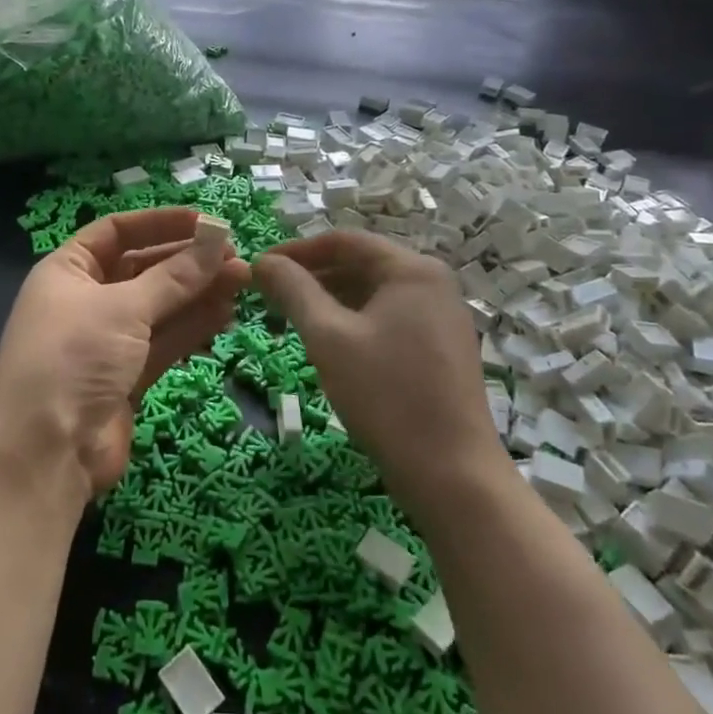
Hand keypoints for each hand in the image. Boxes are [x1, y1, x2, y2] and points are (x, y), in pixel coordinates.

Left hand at [0, 208, 250, 499]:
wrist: (46, 453)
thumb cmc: (74, 358)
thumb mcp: (123, 308)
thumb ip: (174, 278)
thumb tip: (216, 244)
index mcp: (68, 271)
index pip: (116, 232)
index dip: (160, 223)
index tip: (205, 222)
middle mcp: (86, 300)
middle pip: (142, 269)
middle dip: (187, 262)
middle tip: (235, 257)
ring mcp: (107, 341)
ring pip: (159, 307)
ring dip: (197, 294)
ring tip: (242, 282)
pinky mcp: (127, 376)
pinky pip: (164, 341)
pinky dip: (192, 327)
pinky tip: (226, 314)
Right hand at [253, 231, 503, 514]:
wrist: (452, 473)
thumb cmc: (385, 395)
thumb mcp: (328, 337)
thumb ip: (294, 291)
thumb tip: (262, 261)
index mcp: (412, 269)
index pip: (344, 241)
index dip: (297, 250)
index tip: (260, 268)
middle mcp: (433, 284)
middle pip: (361, 264)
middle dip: (312, 276)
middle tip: (269, 296)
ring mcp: (441, 318)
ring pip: (374, 294)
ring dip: (330, 300)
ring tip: (290, 318)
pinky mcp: (441, 349)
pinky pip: (389, 318)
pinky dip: (354, 322)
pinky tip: (328, 343)